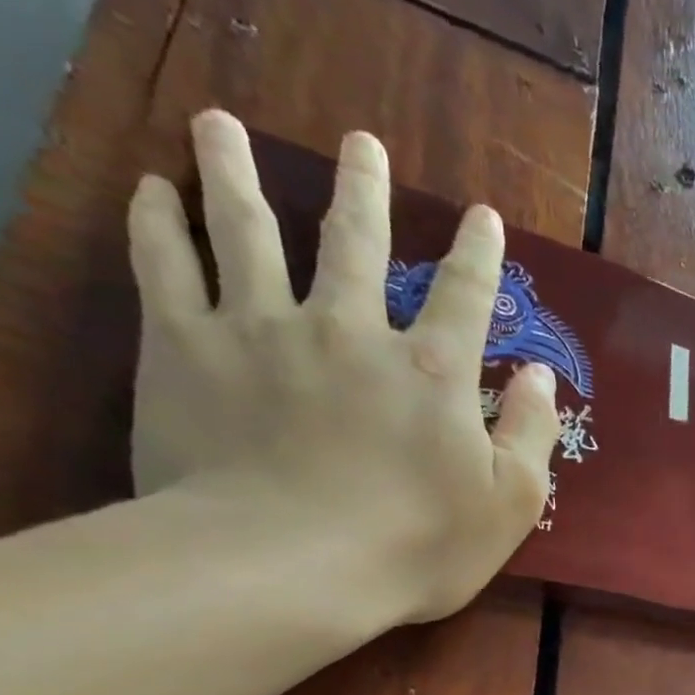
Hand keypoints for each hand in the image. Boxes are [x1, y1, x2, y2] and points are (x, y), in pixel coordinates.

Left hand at [126, 109, 559, 622]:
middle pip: (355, 241)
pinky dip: (158, 224)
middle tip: (361, 143)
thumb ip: (530, 435)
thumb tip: (541, 378)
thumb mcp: (510, 504)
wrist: (285, 569)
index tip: (482, 216)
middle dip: (364, 189)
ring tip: (220, 125)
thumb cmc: (415, 546)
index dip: (478, 253)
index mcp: (431, 371)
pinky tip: (153, 192)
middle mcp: (349, 329)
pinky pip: (167, 269)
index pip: (465, 295)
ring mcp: (262, 331)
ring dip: (237, 173)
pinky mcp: (186, 350)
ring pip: (248, 231)